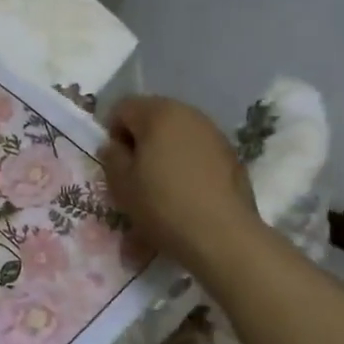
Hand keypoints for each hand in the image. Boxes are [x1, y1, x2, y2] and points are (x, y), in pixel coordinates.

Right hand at [100, 95, 264, 277]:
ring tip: (160, 184)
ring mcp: (214, 133)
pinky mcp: (231, 155)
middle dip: (140, 140)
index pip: (123, 108)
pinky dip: (186, 163)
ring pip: (177, 134)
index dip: (112, 133)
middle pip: (152, 117)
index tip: (115, 162)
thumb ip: (111, 156)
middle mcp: (188, 114)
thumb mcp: (121, 183)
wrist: (222, 236)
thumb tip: (115, 146)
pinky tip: (185, 191)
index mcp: (158, 113)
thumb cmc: (162, 204)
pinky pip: (197, 150)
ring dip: (163, 151)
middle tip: (135, 173)